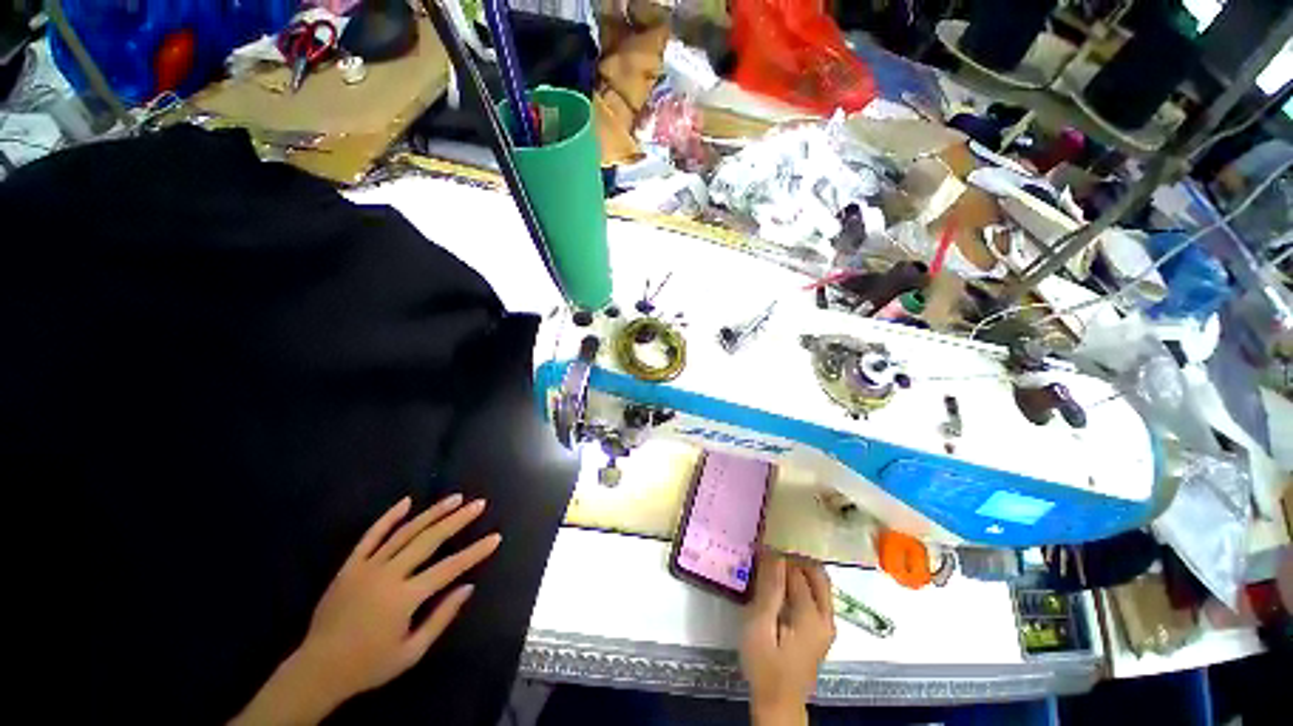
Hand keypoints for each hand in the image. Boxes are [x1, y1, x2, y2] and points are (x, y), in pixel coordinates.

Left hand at [231, 494, 499, 725]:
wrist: (317, 670)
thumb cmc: (369, 665)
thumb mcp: (411, 652)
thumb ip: (441, 618)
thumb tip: (468, 587)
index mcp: (404, 598)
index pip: (449, 568)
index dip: (475, 552)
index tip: (495, 537)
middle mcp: (388, 575)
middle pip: (429, 540)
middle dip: (457, 520)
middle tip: (478, 504)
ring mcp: (367, 567)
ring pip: (405, 532)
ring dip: (432, 513)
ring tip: (454, 498)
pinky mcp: (350, 566)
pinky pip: (371, 536)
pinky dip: (389, 517)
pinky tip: (406, 501)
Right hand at [740, 553, 834, 725]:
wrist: (778, 702)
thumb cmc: (764, 664)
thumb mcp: (759, 626)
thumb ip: (769, 589)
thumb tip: (774, 553)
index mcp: (811, 614)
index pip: (796, 570)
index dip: (777, 556)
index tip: (758, 549)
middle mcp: (826, 616)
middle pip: (816, 572)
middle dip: (793, 558)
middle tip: (768, 557)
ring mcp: (827, 624)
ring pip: (818, 582)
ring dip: (798, 569)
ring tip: (773, 569)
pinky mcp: (823, 630)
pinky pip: (817, 595)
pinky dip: (801, 583)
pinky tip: (781, 588)